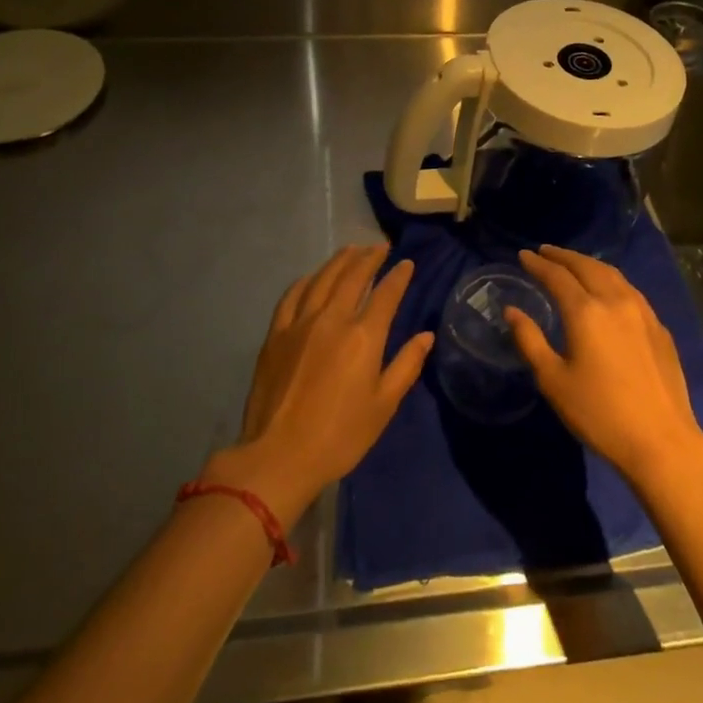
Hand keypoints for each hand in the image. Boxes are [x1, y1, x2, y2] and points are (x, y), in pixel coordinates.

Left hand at [203, 245, 431, 525]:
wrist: (280, 455)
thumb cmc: (341, 435)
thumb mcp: (384, 405)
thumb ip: (406, 365)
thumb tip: (426, 336)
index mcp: (363, 336)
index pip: (386, 294)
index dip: (399, 276)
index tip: (407, 263)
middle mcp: (332, 319)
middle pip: (353, 276)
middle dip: (369, 258)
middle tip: (381, 247)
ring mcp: (300, 323)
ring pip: (322, 279)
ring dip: (340, 261)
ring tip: (352, 250)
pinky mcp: (276, 334)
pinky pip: (292, 296)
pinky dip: (306, 280)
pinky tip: (312, 277)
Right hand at [505, 245, 702, 486]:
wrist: (661, 440)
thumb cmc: (599, 413)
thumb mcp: (553, 380)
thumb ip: (530, 340)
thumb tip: (512, 311)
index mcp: (586, 312)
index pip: (557, 276)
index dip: (538, 264)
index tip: (523, 255)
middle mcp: (616, 301)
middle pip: (587, 266)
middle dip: (563, 256)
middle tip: (545, 251)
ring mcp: (643, 313)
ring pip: (613, 274)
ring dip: (589, 264)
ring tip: (573, 264)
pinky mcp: (659, 328)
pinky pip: (630, 290)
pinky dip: (611, 280)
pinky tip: (607, 290)